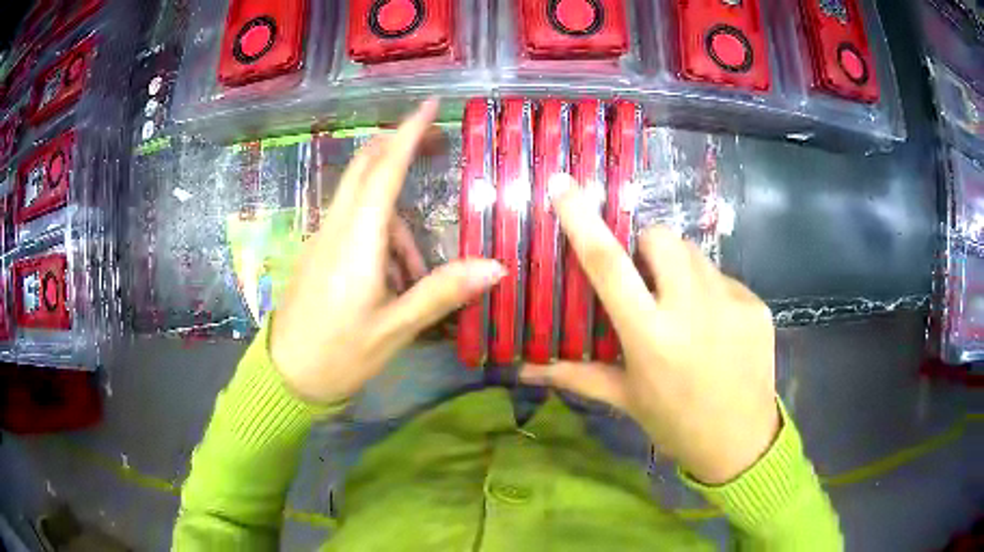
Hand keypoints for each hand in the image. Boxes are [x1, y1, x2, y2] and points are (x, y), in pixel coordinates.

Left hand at [270, 99, 504, 403]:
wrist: (286, 376)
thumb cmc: (338, 356)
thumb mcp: (394, 330)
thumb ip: (441, 293)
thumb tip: (496, 266)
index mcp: (356, 242)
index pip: (384, 171)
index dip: (408, 134)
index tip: (429, 106)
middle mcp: (336, 229)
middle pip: (365, 168)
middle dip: (399, 146)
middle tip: (437, 144)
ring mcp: (323, 239)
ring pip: (363, 202)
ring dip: (397, 218)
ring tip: (419, 273)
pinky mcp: (319, 253)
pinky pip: (354, 225)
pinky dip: (382, 236)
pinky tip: (395, 279)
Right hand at [521, 173, 779, 484]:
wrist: (741, 441)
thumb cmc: (675, 422)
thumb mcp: (625, 398)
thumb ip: (575, 375)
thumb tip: (522, 368)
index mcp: (651, 337)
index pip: (609, 265)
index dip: (582, 221)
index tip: (564, 186)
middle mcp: (693, 311)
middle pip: (661, 238)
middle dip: (645, 247)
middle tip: (645, 279)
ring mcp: (731, 303)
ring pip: (694, 254)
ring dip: (679, 269)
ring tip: (682, 307)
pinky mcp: (756, 303)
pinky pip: (723, 277)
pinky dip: (710, 290)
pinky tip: (714, 326)